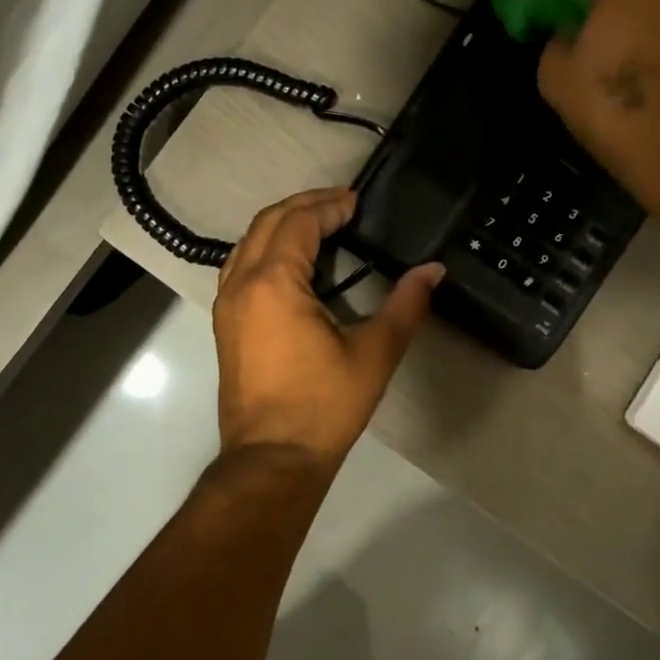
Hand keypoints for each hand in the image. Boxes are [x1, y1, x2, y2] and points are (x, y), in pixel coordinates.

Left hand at [213, 189, 443, 470]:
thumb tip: (433, 270)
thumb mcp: (374, 354)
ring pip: (248, 244)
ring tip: (319, 226)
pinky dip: (266, 251)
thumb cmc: (324, 406)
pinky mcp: (225, 325)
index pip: (298, 223)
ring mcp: (227, 305)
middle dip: (303, 206)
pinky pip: (240, 268)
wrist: (272, 458)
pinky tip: (293, 265)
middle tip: (341, 205)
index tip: (357, 201)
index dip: (328, 206)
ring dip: (281, 226)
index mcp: (274, 284)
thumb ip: (405, 305)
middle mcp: (242, 284)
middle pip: (267, 223)